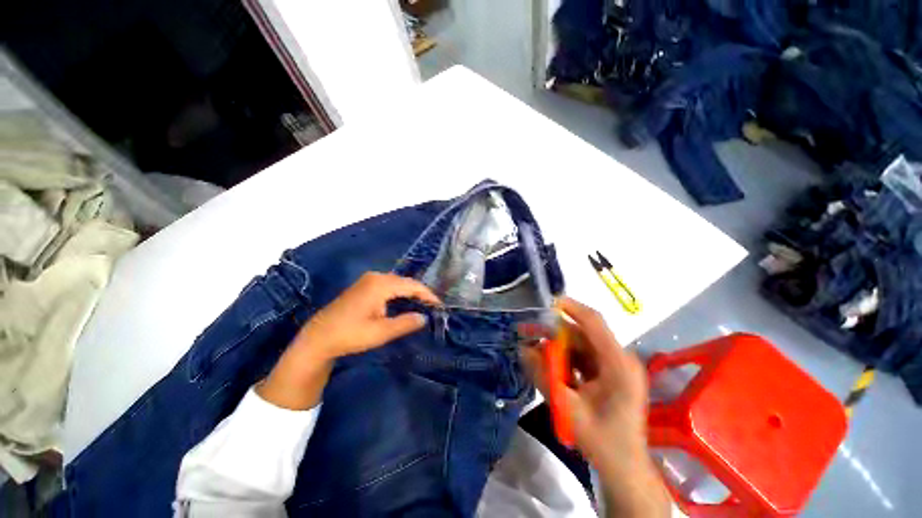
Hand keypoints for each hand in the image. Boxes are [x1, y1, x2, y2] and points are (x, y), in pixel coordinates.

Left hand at [258, 272, 438, 409]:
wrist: (318, 338)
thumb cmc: (350, 334)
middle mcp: (376, 277)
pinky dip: (400, 293)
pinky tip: (404, 303)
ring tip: (423, 305)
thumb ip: (406, 323)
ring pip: (397, 283)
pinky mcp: (364, 286)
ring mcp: (368, 280)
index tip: (439, 305)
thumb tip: (425, 317)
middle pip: (405, 282)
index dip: (428, 294)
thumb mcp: (381, 332)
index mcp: (381, 284)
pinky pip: (389, 286)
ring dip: (410, 293)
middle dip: (420, 293)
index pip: (412, 285)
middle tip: (433, 307)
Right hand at [521, 297, 669, 516]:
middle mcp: (619, 359)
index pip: (594, 322)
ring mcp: (614, 366)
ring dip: (557, 345)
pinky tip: (549, 364)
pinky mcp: (608, 373)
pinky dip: (565, 357)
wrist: (625, 468)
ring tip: (533, 348)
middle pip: (583, 333)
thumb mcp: (568, 409)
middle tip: (528, 331)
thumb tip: (522, 349)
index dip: (570, 308)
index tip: (545, 303)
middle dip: (554, 331)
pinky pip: (582, 356)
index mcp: (618, 364)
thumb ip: (543, 377)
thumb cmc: (603, 442)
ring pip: (580, 344)